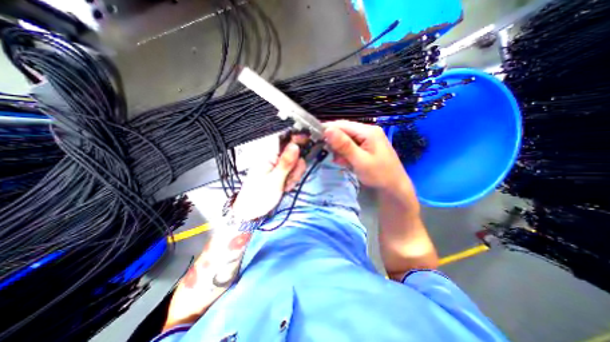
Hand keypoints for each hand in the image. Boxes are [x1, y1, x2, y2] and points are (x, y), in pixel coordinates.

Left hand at [233, 143, 307, 220]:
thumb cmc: (259, 196)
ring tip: (285, 185)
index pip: (284, 139)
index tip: (306, 141)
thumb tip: (295, 145)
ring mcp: (277, 166)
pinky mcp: (280, 173)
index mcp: (268, 155)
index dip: (296, 138)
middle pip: (294, 152)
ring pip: (295, 163)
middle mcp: (273, 158)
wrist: (252, 211)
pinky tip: (285, 187)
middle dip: (296, 167)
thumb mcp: (275, 180)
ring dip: (294, 175)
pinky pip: (293, 172)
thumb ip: (286, 162)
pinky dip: (292, 180)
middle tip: (289, 178)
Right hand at [324, 120, 409, 192]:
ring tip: (340, 161)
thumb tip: (327, 129)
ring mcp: (367, 139)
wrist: (394, 188)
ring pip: (346, 140)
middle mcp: (367, 131)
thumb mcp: (360, 161)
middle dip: (334, 142)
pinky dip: (345, 154)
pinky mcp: (366, 147)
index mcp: (368, 131)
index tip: (315, 138)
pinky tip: (345, 162)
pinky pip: (351, 147)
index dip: (328, 130)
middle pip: (344, 131)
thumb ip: (344, 145)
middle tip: (329, 154)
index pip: (342, 125)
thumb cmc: (379, 175)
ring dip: (339, 150)